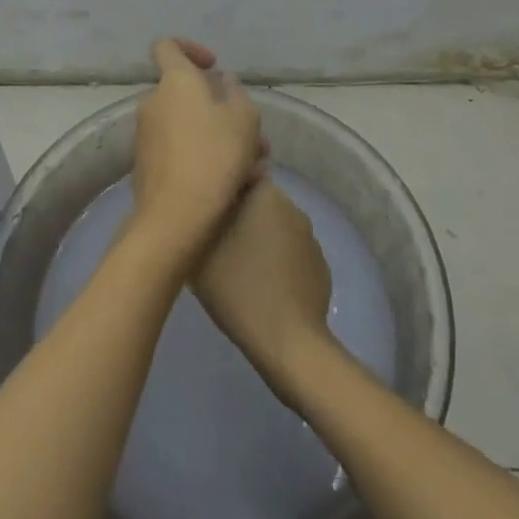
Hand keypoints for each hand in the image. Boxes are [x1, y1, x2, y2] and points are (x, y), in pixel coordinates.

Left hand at [129, 38, 264, 258]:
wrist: (176, 215)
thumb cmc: (215, 155)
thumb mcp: (244, 118)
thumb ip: (235, 92)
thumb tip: (222, 81)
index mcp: (175, 80)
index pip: (168, 46)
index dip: (191, 49)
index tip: (214, 68)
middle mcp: (154, 101)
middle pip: (187, 94)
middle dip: (221, 108)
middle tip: (254, 134)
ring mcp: (146, 134)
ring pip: (190, 125)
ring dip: (220, 137)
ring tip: (255, 165)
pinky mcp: (146, 165)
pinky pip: (181, 150)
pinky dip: (205, 158)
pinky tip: (237, 183)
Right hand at [193, 180, 333, 386]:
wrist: (288, 341)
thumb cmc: (238, 288)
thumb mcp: (200, 250)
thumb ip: (198, 218)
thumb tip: (199, 203)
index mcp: (266, 195)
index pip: (240, 177)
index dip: (220, 194)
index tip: (205, 215)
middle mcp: (293, 207)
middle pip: (258, 203)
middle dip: (239, 217)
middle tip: (216, 244)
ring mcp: (310, 238)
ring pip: (275, 228)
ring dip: (259, 240)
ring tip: (238, 270)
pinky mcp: (319, 266)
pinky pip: (290, 254)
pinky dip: (277, 263)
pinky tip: (263, 288)